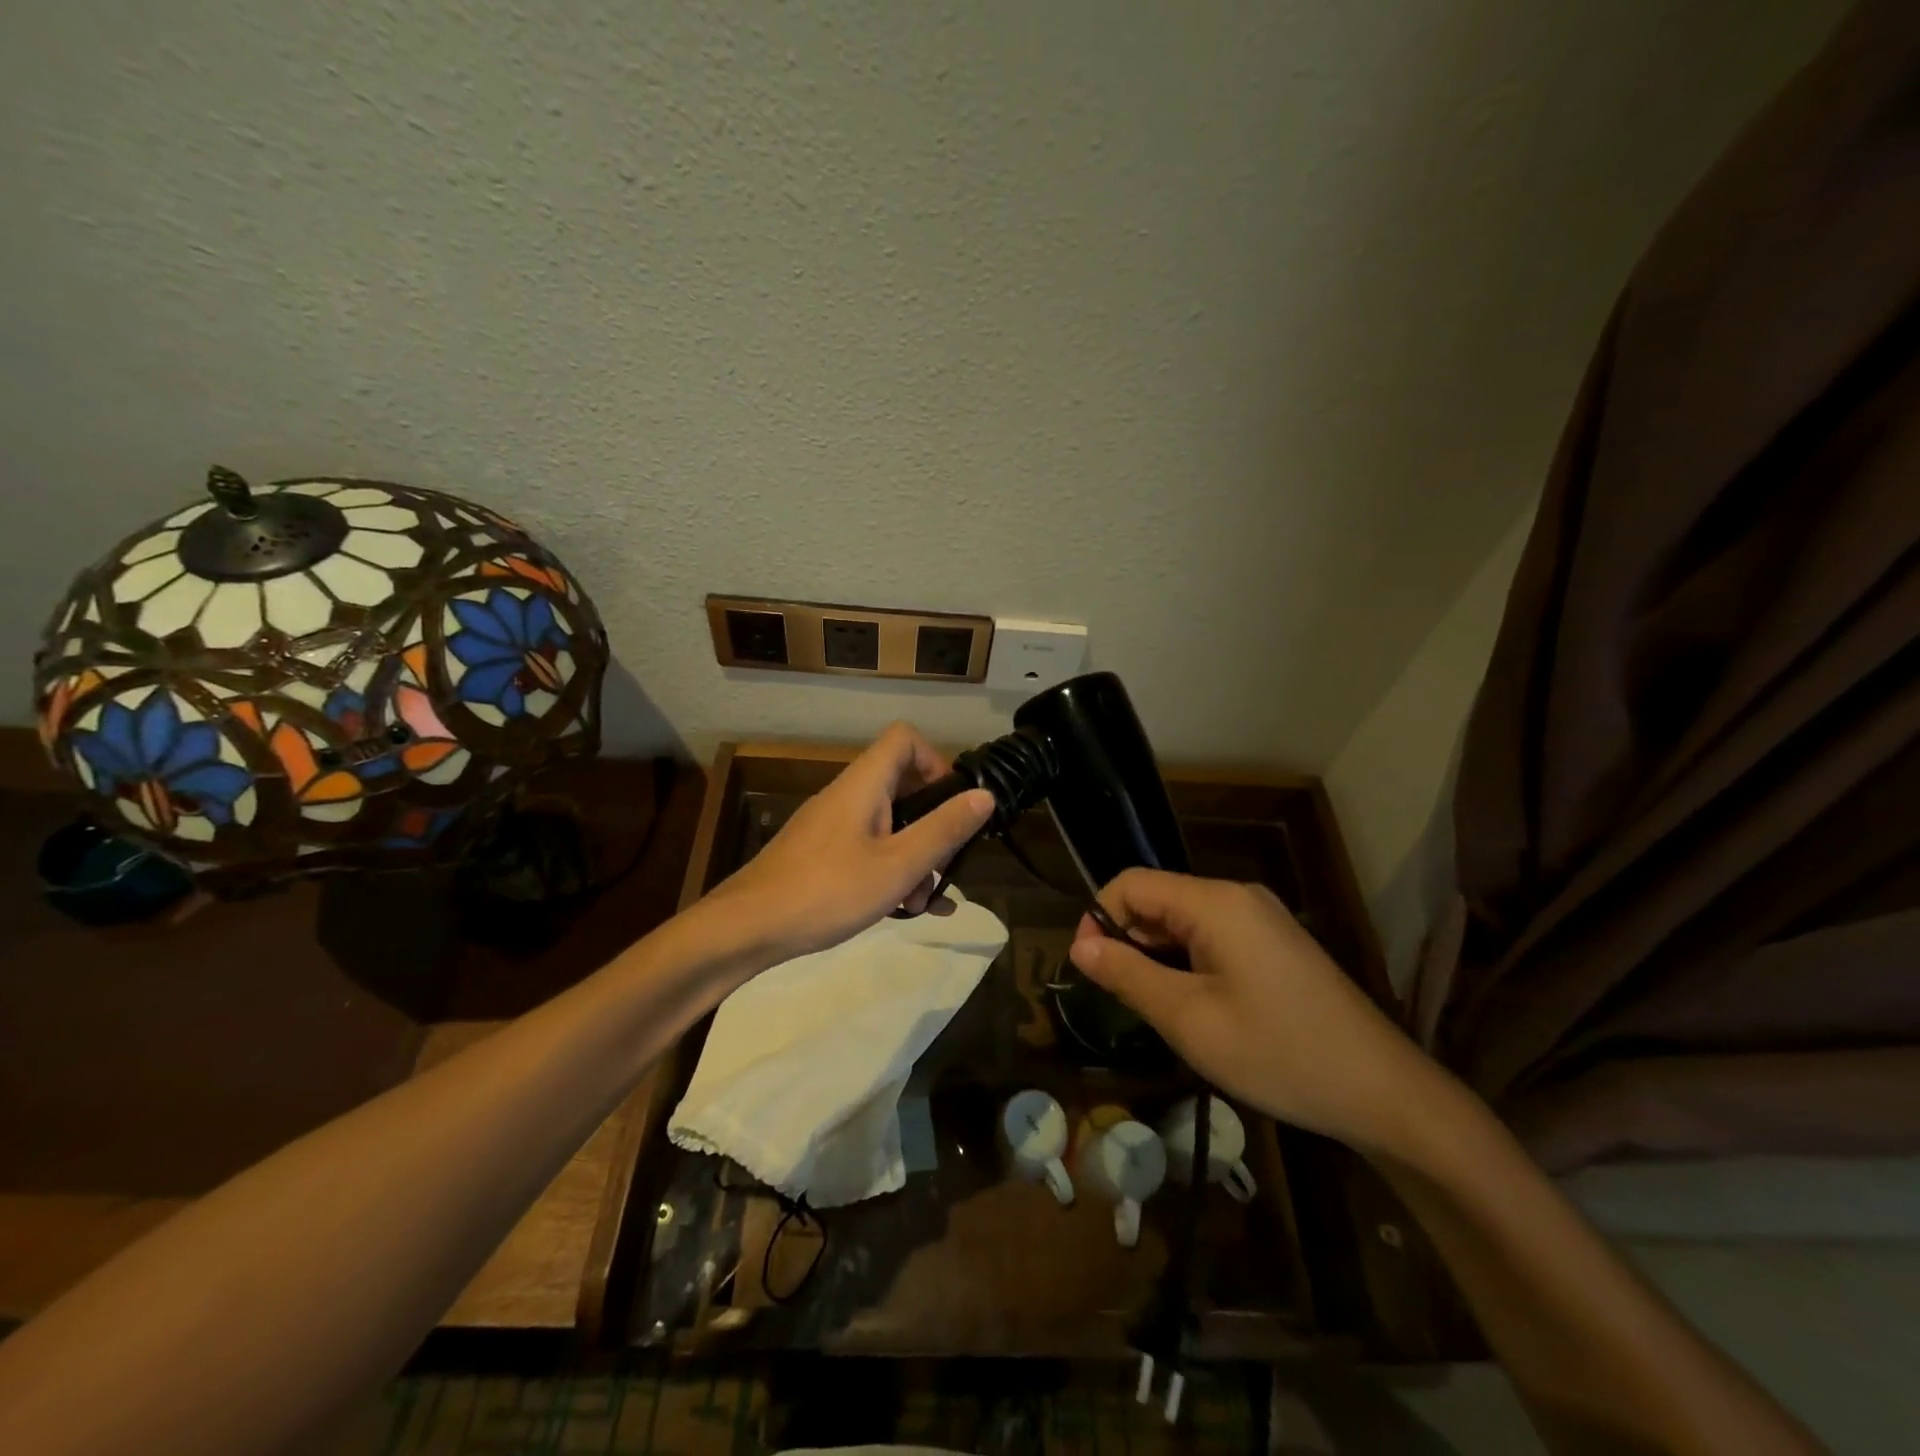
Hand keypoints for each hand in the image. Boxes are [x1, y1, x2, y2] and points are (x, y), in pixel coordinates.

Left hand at [700, 723, 994, 964]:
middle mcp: (846, 795)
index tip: (953, 805)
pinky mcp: (819, 854)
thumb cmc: (827, 891)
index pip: (904, 738)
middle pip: (902, 787)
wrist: (746, 928)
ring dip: (913, 859)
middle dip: (932, 827)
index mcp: (864, 785)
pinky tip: (906, 911)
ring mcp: (830, 826)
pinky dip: (890, 872)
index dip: (936, 761)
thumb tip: (985, 795)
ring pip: (887, 825)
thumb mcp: (897, 865)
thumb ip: (943, 829)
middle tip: (945, 867)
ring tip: (922, 904)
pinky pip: (867, 850)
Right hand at [1068, 870, 1440, 1151]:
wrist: (1384, 1093)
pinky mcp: (1275, 944)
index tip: (1090, 970)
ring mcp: (1261, 919)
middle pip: (1158, 899)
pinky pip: (1212, 937)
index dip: (1098, 918)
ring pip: (1183, 922)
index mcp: (1215, 902)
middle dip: (1128, 941)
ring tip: (1160, 1011)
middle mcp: (1237, 897)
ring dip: (1157, 957)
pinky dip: (1188, 964)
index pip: (1131, 884)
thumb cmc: (1279, 1053)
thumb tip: (1079, 946)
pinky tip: (1197, 1008)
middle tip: (1123, 1001)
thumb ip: (1128, 975)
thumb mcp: (1189, 1019)